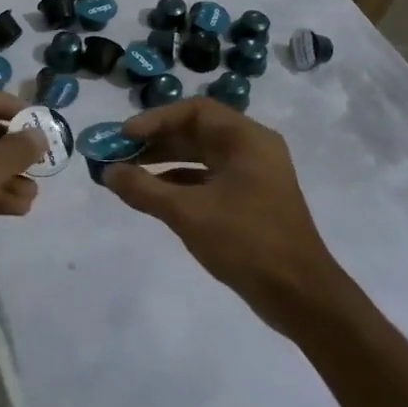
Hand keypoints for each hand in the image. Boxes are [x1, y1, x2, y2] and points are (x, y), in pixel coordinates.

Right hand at [101, 99, 347, 330]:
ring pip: (201, 157)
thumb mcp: (187, 212)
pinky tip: (153, 196)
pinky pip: (208, 179)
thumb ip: (144, 189)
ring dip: (164, 162)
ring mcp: (253, 176)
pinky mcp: (250, 201)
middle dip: (156, 141)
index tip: (124, 135)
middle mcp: (252, 150)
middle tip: (119, 153)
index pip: (194, 111)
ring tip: (128, 173)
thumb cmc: (245, 241)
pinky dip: (180, 183)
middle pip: (197, 132)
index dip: (156, 119)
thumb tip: (108, 172)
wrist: (300, 295)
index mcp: (246, 140)